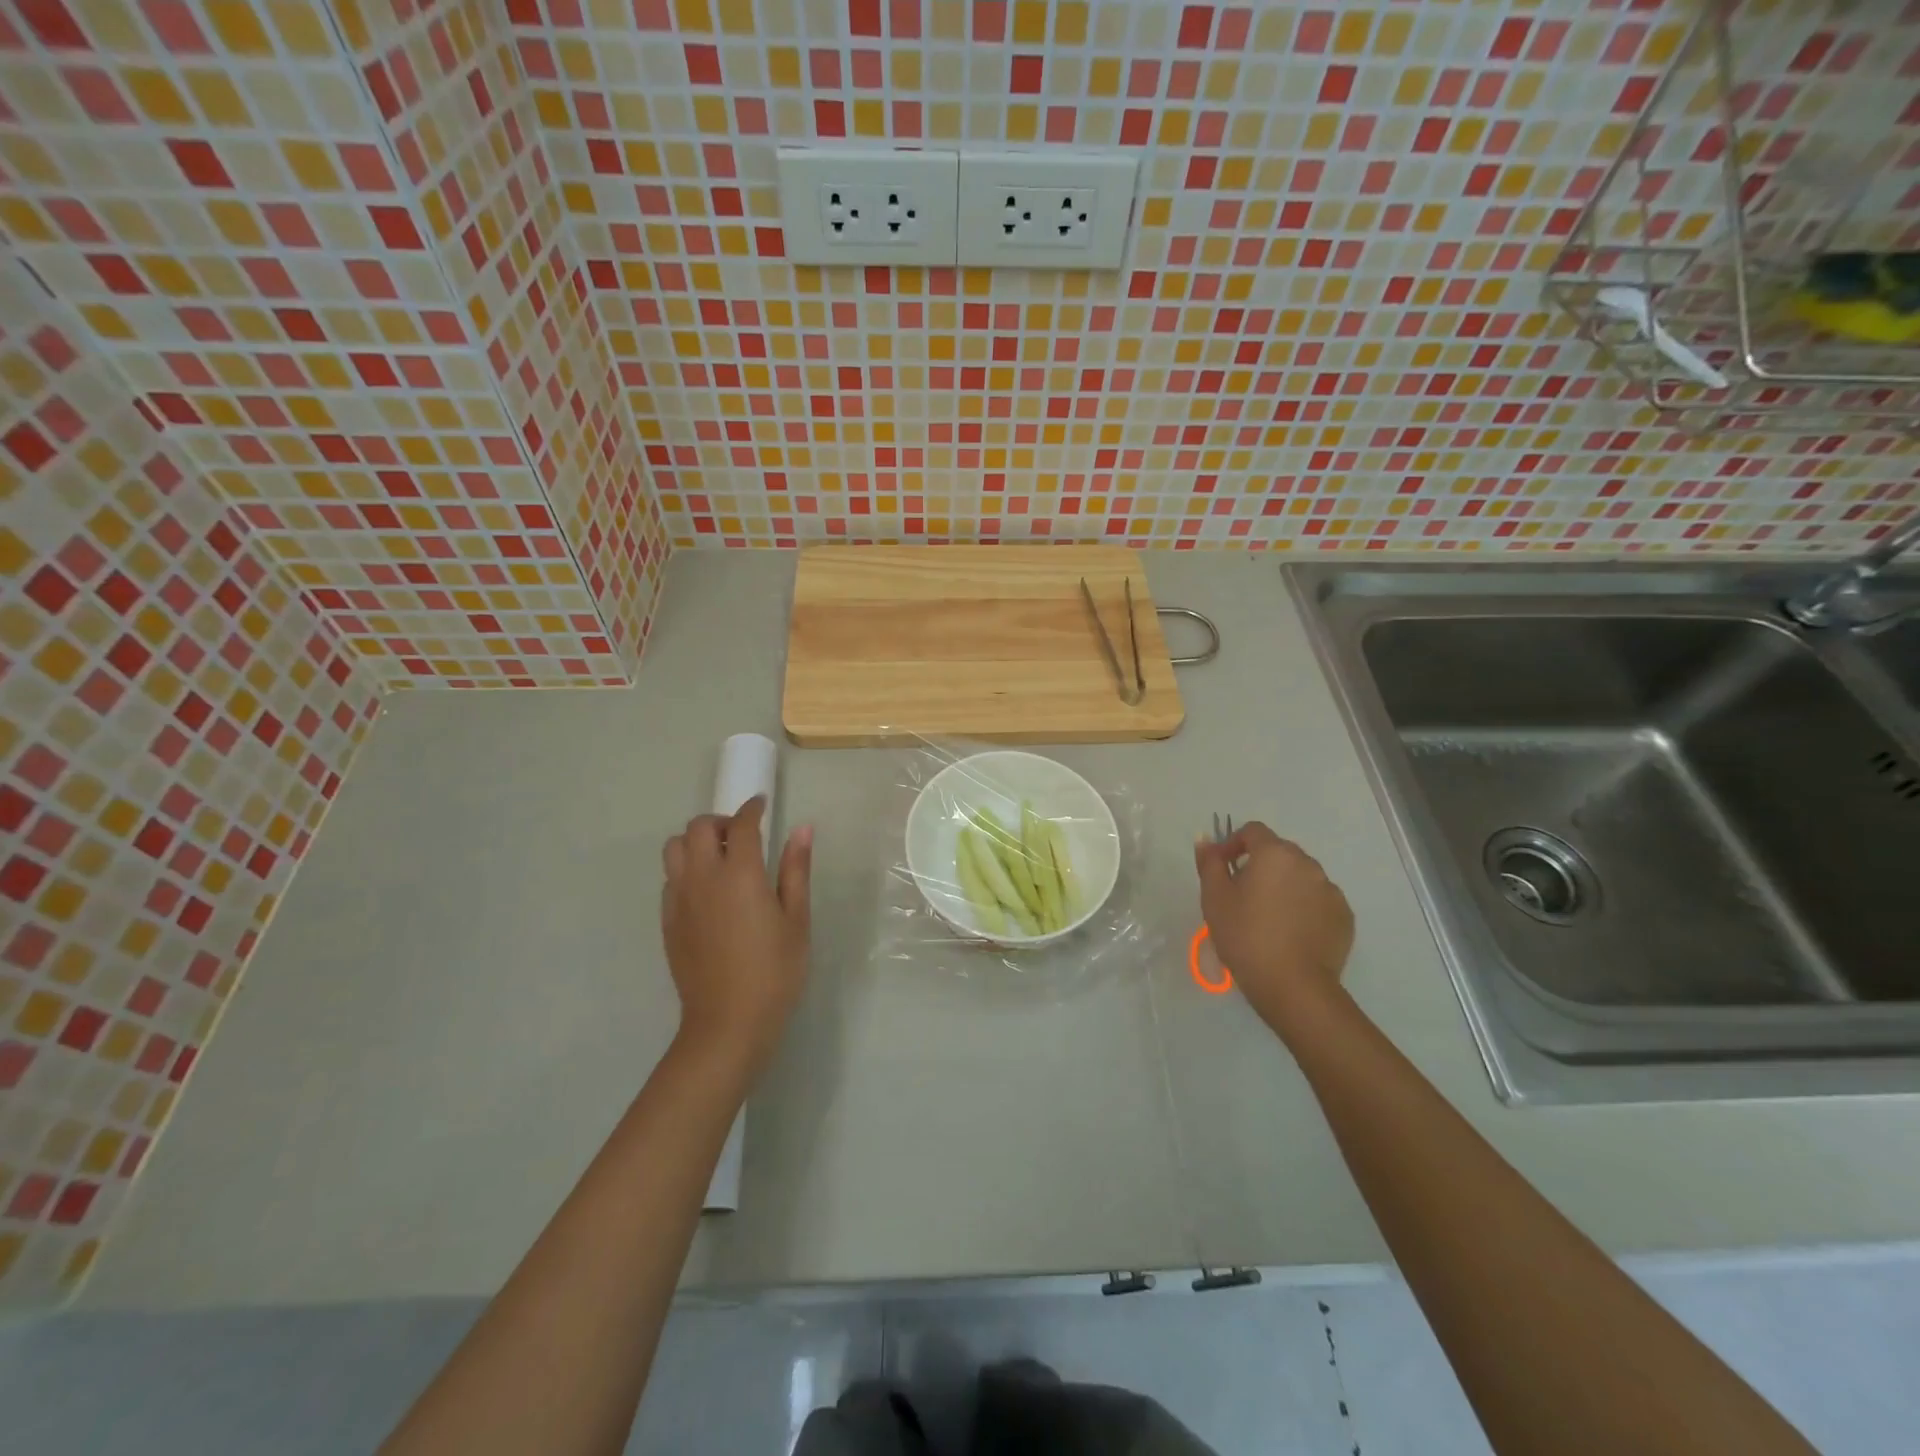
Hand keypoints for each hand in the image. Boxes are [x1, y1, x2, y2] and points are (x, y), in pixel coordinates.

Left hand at [661, 797, 812, 1082]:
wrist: (728, 1023)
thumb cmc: (774, 971)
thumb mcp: (796, 920)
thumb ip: (795, 870)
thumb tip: (803, 829)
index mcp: (740, 874)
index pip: (741, 824)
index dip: (752, 808)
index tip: (763, 805)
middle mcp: (703, 878)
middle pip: (698, 827)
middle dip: (721, 821)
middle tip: (743, 835)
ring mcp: (680, 899)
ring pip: (675, 848)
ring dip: (697, 842)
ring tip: (721, 859)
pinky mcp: (667, 921)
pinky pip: (669, 878)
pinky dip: (686, 869)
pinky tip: (707, 891)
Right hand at [1195, 821, 1353, 1039]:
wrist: (1293, 986)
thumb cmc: (1245, 936)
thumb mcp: (1214, 898)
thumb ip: (1210, 863)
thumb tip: (1207, 840)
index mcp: (1275, 854)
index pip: (1253, 831)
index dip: (1234, 843)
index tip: (1223, 868)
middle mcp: (1307, 864)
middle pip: (1279, 852)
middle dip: (1260, 865)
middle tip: (1242, 895)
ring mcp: (1331, 890)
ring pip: (1301, 876)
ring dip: (1283, 886)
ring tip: (1269, 917)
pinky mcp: (1344, 916)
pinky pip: (1318, 900)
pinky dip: (1304, 907)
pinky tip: (1291, 932)